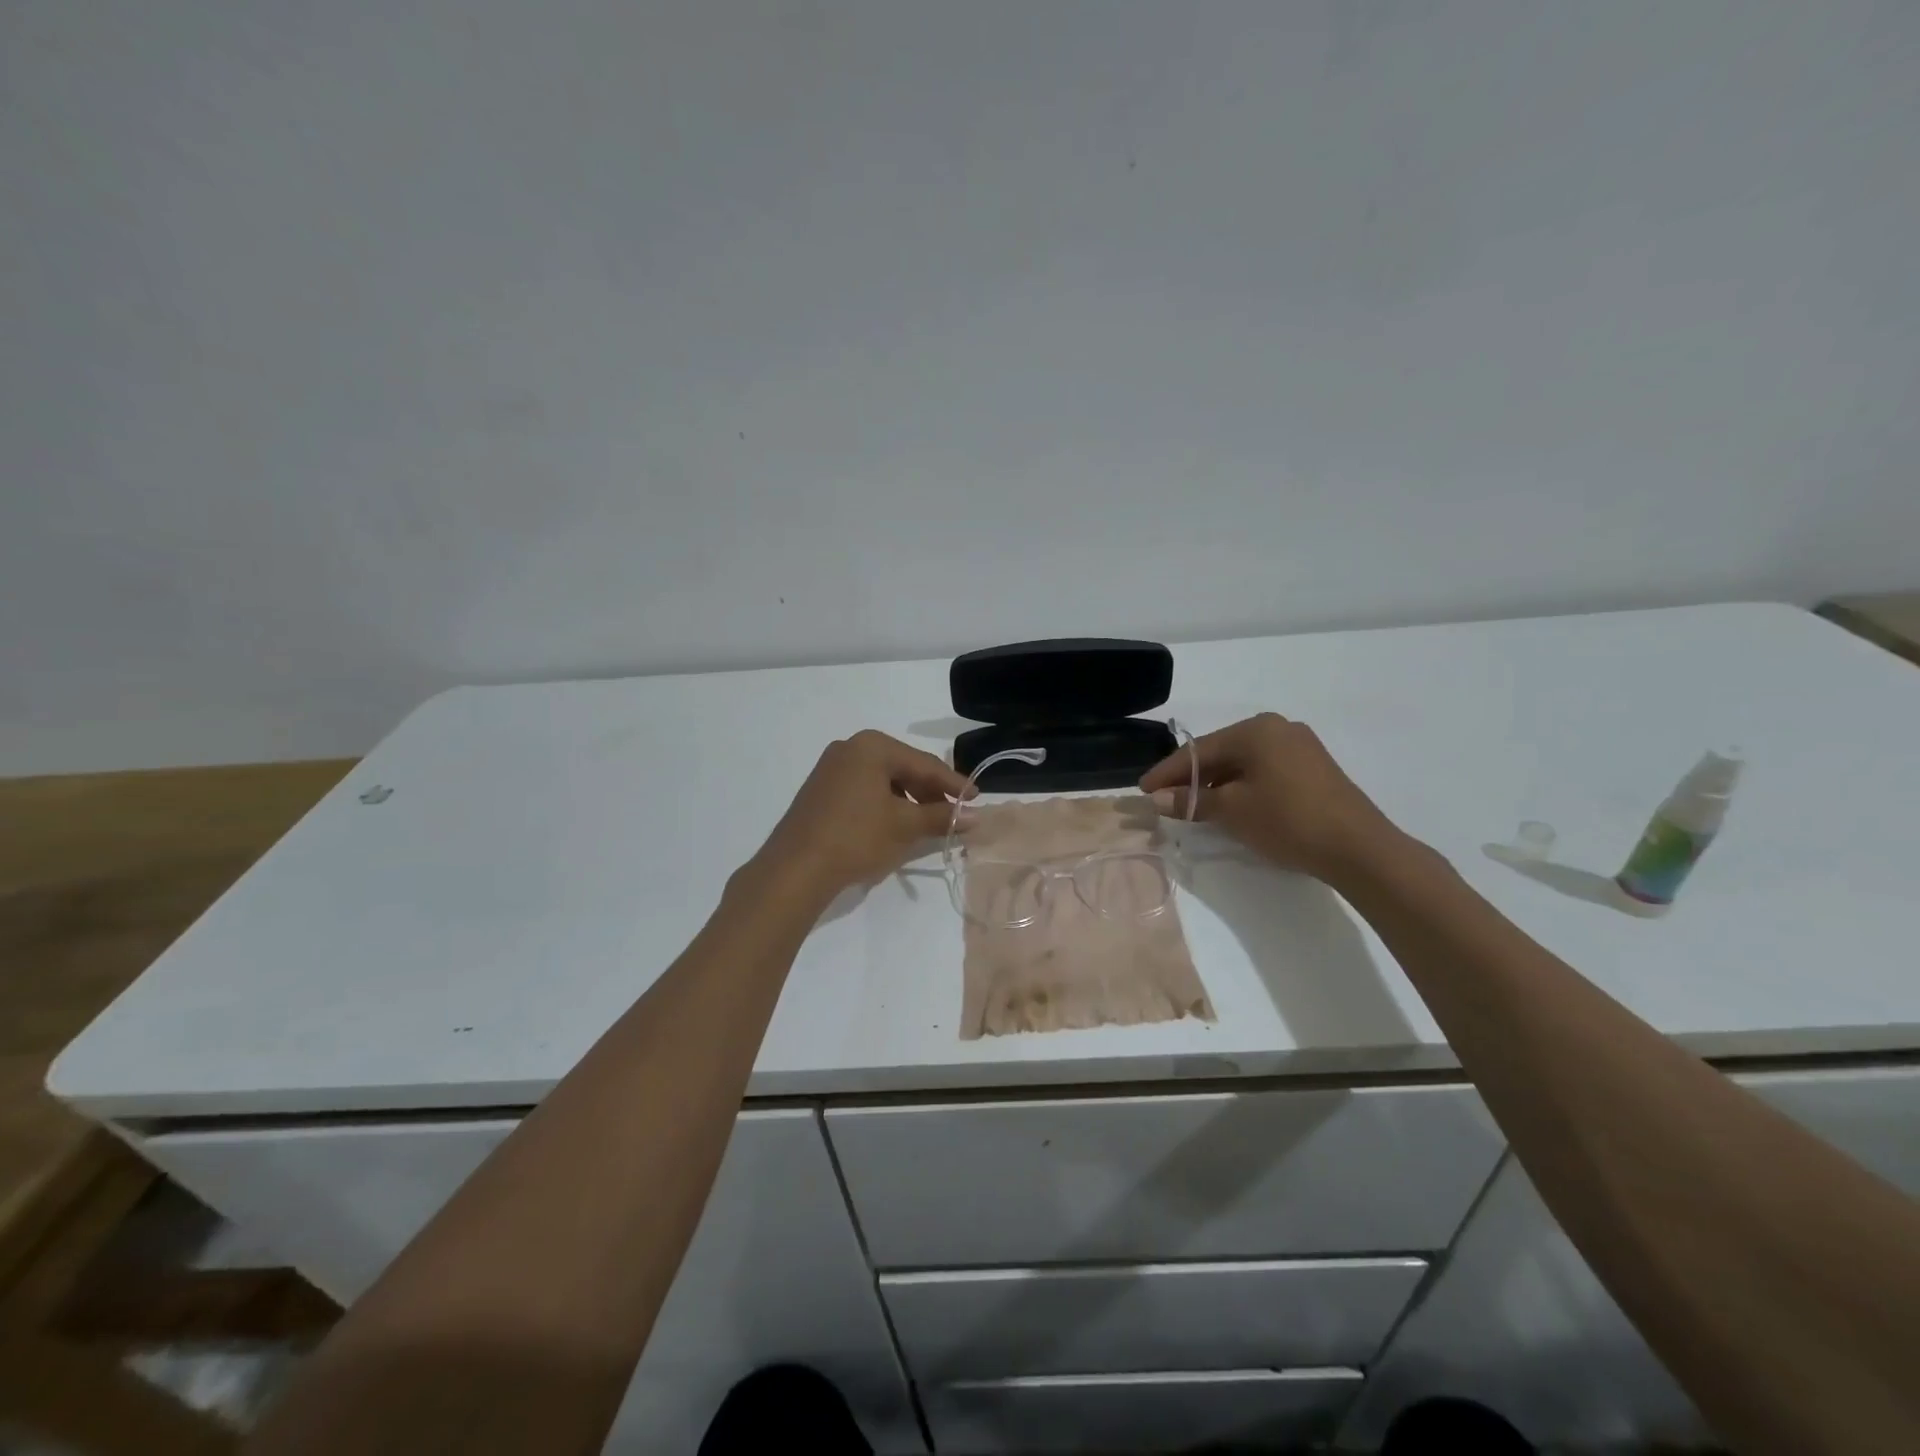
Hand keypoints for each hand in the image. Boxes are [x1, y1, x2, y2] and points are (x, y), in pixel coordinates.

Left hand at [749, 730, 972, 902]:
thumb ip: (942, 816)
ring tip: (927, 824)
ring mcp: (831, 768)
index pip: (924, 764)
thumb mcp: (905, 826)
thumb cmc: (856, 838)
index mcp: (872, 746)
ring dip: (908, 801)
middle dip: (930, 793)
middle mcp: (850, 748)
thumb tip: (977, 817)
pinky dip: (885, 805)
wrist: (794, 869)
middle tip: (954, 814)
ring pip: (883, 781)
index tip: (977, 799)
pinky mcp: (820, 790)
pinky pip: (864, 790)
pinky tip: (895, 825)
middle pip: (903, 769)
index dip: (954, 784)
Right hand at [1140, 713, 1400, 882]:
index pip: (1198, 749)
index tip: (1142, 790)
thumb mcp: (1232, 810)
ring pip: (1244, 763)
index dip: (1166, 772)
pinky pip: (1264, 771)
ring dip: (1217, 784)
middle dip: (1191, 777)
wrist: (1359, 848)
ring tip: (1194, 807)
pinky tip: (1232, 806)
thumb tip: (1158, 798)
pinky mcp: (1314, 769)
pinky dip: (1243, 787)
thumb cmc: (1287, 820)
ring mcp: (1300, 747)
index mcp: (1255, 729)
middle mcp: (1278, 728)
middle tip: (1165, 799)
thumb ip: (1191, 800)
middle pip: (1221, 753)